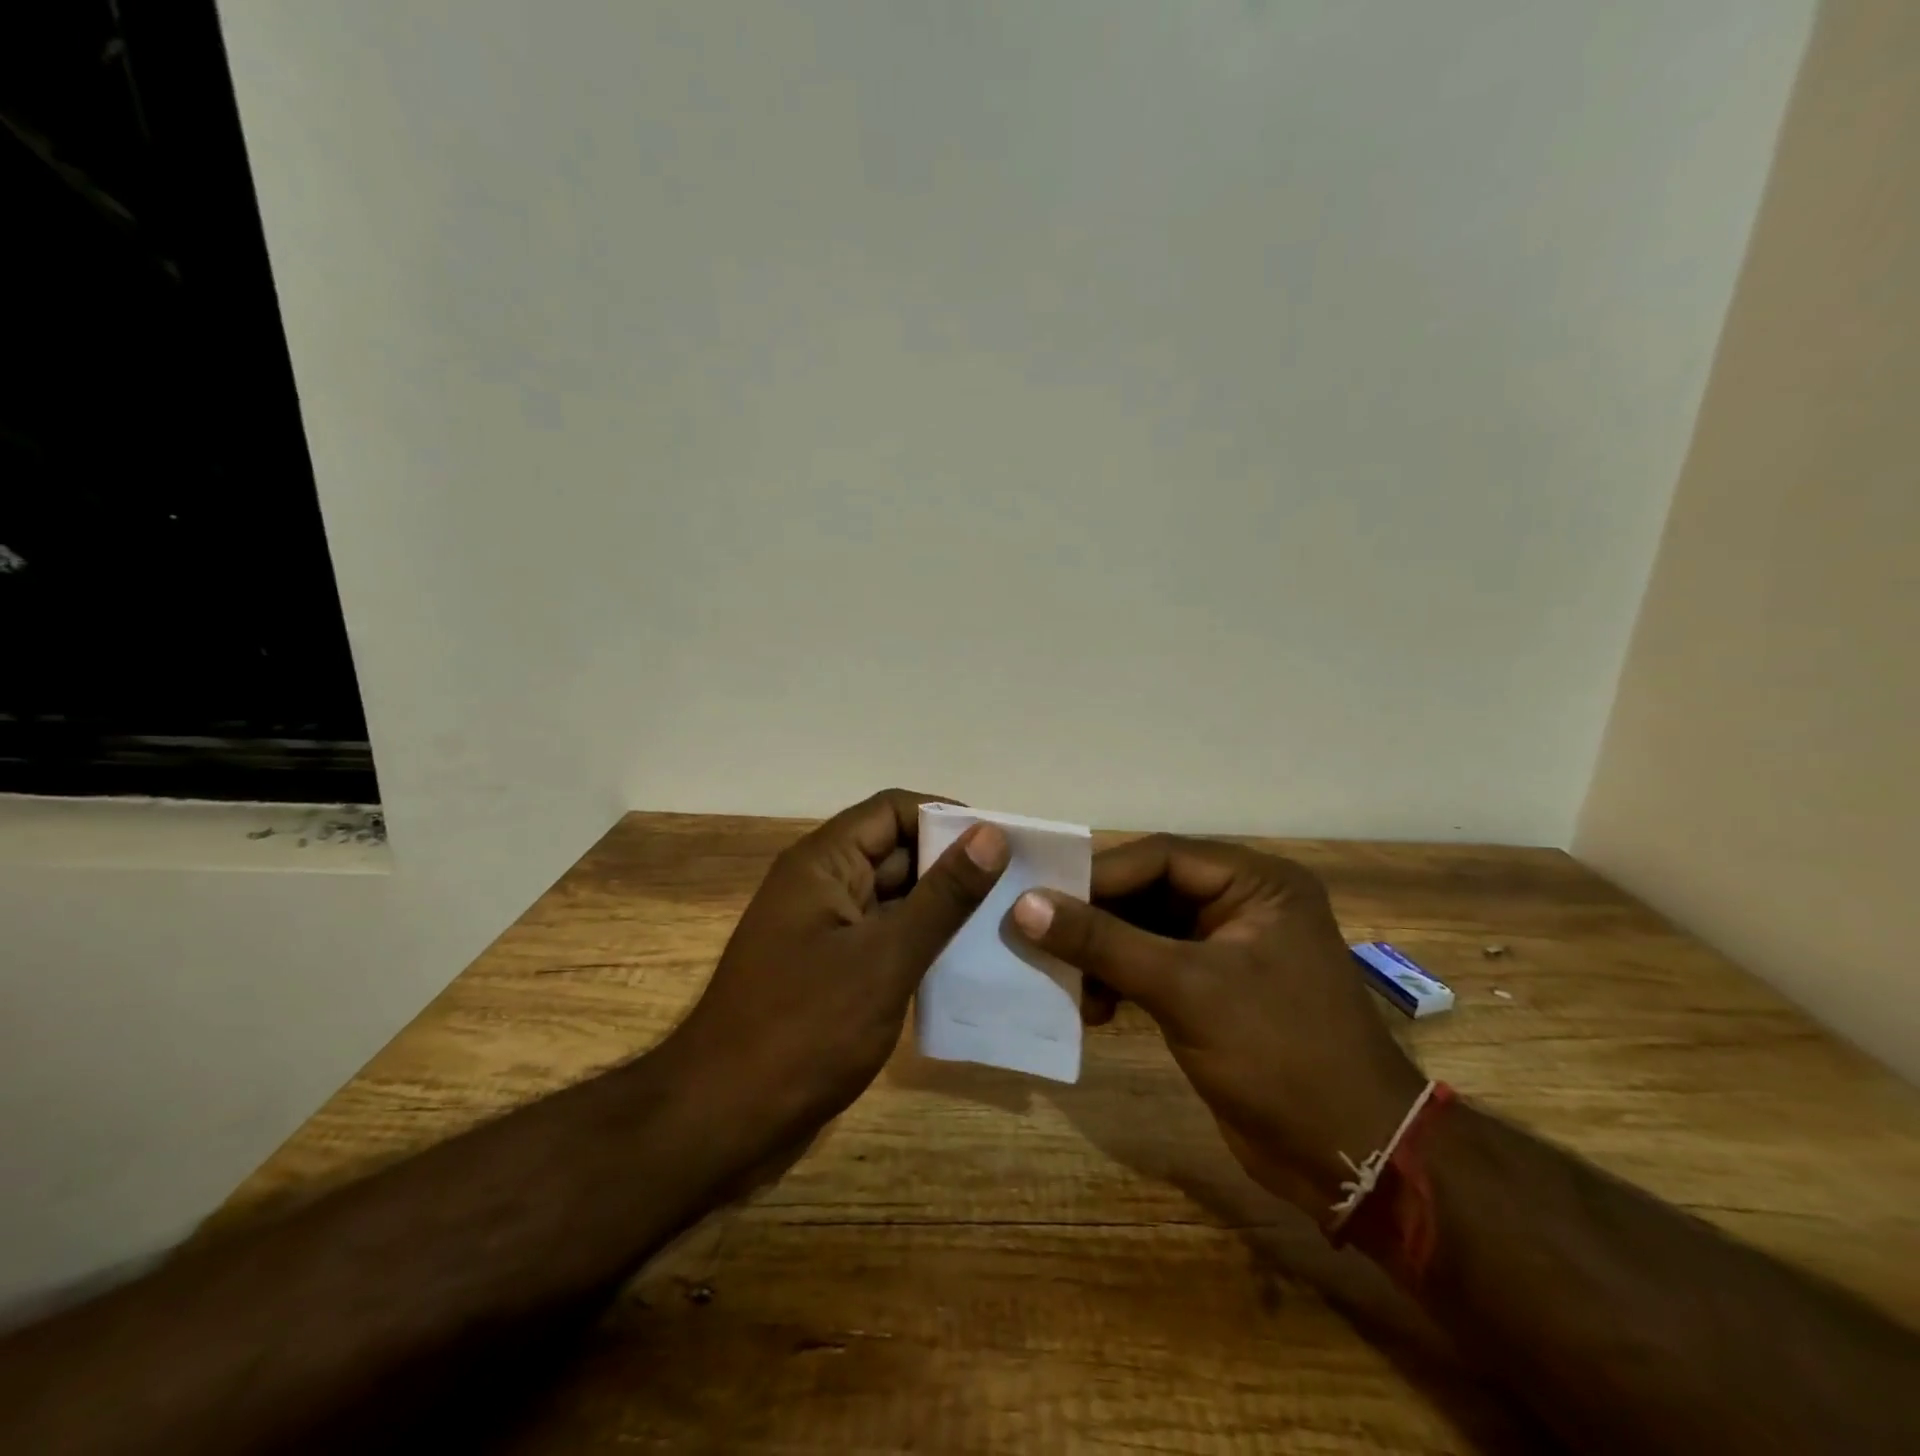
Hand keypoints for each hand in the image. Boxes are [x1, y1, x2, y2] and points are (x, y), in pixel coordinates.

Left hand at [669, 789, 1008, 1149]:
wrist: (724, 1121)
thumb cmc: (804, 1029)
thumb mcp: (885, 958)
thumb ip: (942, 896)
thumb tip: (991, 834)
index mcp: (824, 863)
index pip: (893, 810)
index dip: (947, 816)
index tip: (1001, 842)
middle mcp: (823, 885)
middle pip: (896, 850)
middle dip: (953, 863)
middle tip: (1017, 885)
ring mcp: (826, 930)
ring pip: (895, 898)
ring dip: (943, 907)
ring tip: (1004, 922)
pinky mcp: (832, 971)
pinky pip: (886, 938)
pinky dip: (923, 943)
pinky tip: (968, 963)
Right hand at [1009, 835, 1425, 1217]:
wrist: (1353, 1159)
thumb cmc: (1279, 1055)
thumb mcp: (1186, 990)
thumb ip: (1104, 943)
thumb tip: (1025, 906)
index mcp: (1256, 882)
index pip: (1160, 857)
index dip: (1098, 875)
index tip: (1038, 898)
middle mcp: (1244, 903)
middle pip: (1149, 891)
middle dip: (1096, 918)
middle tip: (1039, 937)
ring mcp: (1230, 948)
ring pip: (1146, 930)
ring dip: (1103, 954)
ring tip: (1065, 982)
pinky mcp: (1216, 990)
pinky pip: (1154, 966)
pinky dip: (1120, 981)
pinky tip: (1093, 1008)